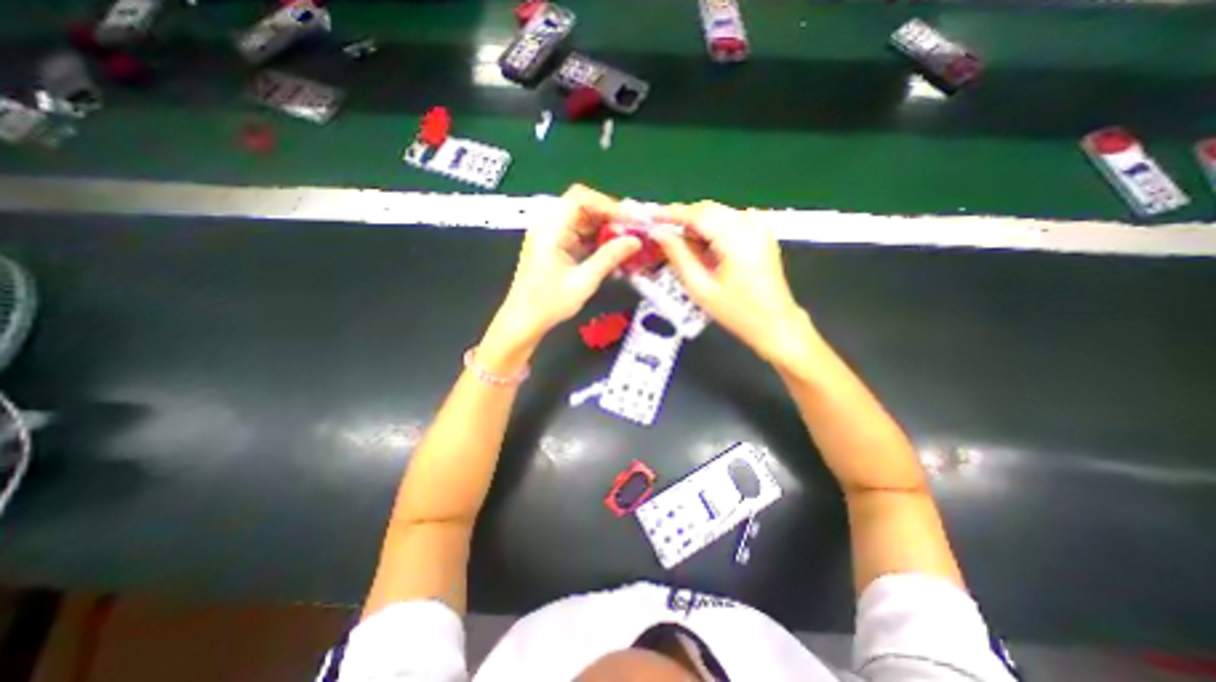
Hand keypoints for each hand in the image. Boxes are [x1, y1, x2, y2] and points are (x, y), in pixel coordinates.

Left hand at [489, 183, 638, 345]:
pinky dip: (595, 243)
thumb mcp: (584, 281)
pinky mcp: (554, 247)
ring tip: (625, 246)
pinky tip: (611, 256)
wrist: (523, 321)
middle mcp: (548, 226)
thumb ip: (609, 257)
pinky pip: (578, 236)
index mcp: (550, 229)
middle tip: (631, 234)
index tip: (628, 221)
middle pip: (582, 208)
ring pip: (582, 222)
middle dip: (609, 219)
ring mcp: (550, 236)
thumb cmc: (549, 303)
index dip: (607, 204)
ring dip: (604, 232)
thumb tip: (635, 241)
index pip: (579, 198)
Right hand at [650, 199, 809, 367]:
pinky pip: (727, 221)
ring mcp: (758, 224)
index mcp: (736, 237)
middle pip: (707, 210)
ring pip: (716, 214)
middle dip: (681, 220)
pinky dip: (709, 231)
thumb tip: (658, 234)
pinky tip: (699, 248)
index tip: (648, 217)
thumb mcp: (701, 288)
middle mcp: (750, 222)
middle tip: (659, 234)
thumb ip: (678, 256)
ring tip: (676, 245)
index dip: (670, 213)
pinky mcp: (761, 231)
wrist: (775, 322)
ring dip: (694, 226)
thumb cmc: (737, 312)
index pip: (696, 214)